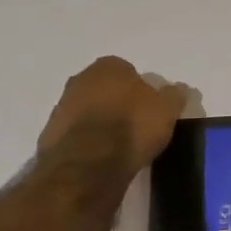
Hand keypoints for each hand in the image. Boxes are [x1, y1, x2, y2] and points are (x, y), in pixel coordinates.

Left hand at [38, 57, 189, 171]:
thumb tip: (179, 89)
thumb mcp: (167, 110)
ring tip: (120, 146)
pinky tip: (101, 158)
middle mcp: (81, 78)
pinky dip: (88, 141)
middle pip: (106, 89)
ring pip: (89, 110)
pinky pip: (76, 133)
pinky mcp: (50, 133)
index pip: (130, 71)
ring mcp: (62, 105)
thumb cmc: (132, 127)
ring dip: (101, 122)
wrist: (88, 164)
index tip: (151, 110)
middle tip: (137, 127)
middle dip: (119, 103)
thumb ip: (174, 96)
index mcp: (109, 66)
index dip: (142, 91)